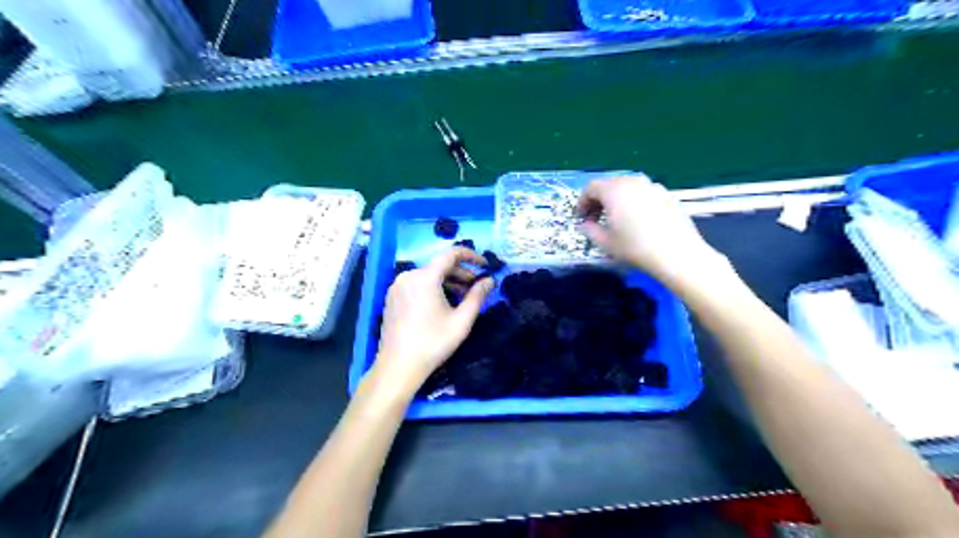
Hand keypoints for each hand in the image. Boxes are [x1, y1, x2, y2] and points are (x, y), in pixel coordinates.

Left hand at [374, 247, 492, 388]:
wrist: (398, 366)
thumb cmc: (433, 343)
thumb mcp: (461, 320)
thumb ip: (477, 296)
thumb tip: (490, 280)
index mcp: (425, 277)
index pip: (451, 254)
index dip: (471, 256)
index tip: (485, 265)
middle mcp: (408, 276)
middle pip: (439, 265)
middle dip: (461, 272)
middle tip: (477, 285)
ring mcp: (397, 286)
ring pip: (427, 275)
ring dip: (447, 281)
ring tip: (462, 296)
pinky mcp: (392, 297)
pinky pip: (416, 284)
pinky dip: (432, 288)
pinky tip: (442, 303)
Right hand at [576, 177, 726, 286]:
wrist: (676, 253)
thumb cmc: (635, 247)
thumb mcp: (605, 242)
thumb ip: (589, 230)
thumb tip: (585, 225)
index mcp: (614, 190)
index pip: (591, 188)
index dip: (582, 202)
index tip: (580, 218)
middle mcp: (633, 181)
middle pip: (610, 185)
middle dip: (599, 201)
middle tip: (595, 219)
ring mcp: (653, 186)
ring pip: (628, 188)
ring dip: (617, 201)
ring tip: (617, 221)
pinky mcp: (668, 195)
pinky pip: (644, 195)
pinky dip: (635, 203)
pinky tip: (639, 222)